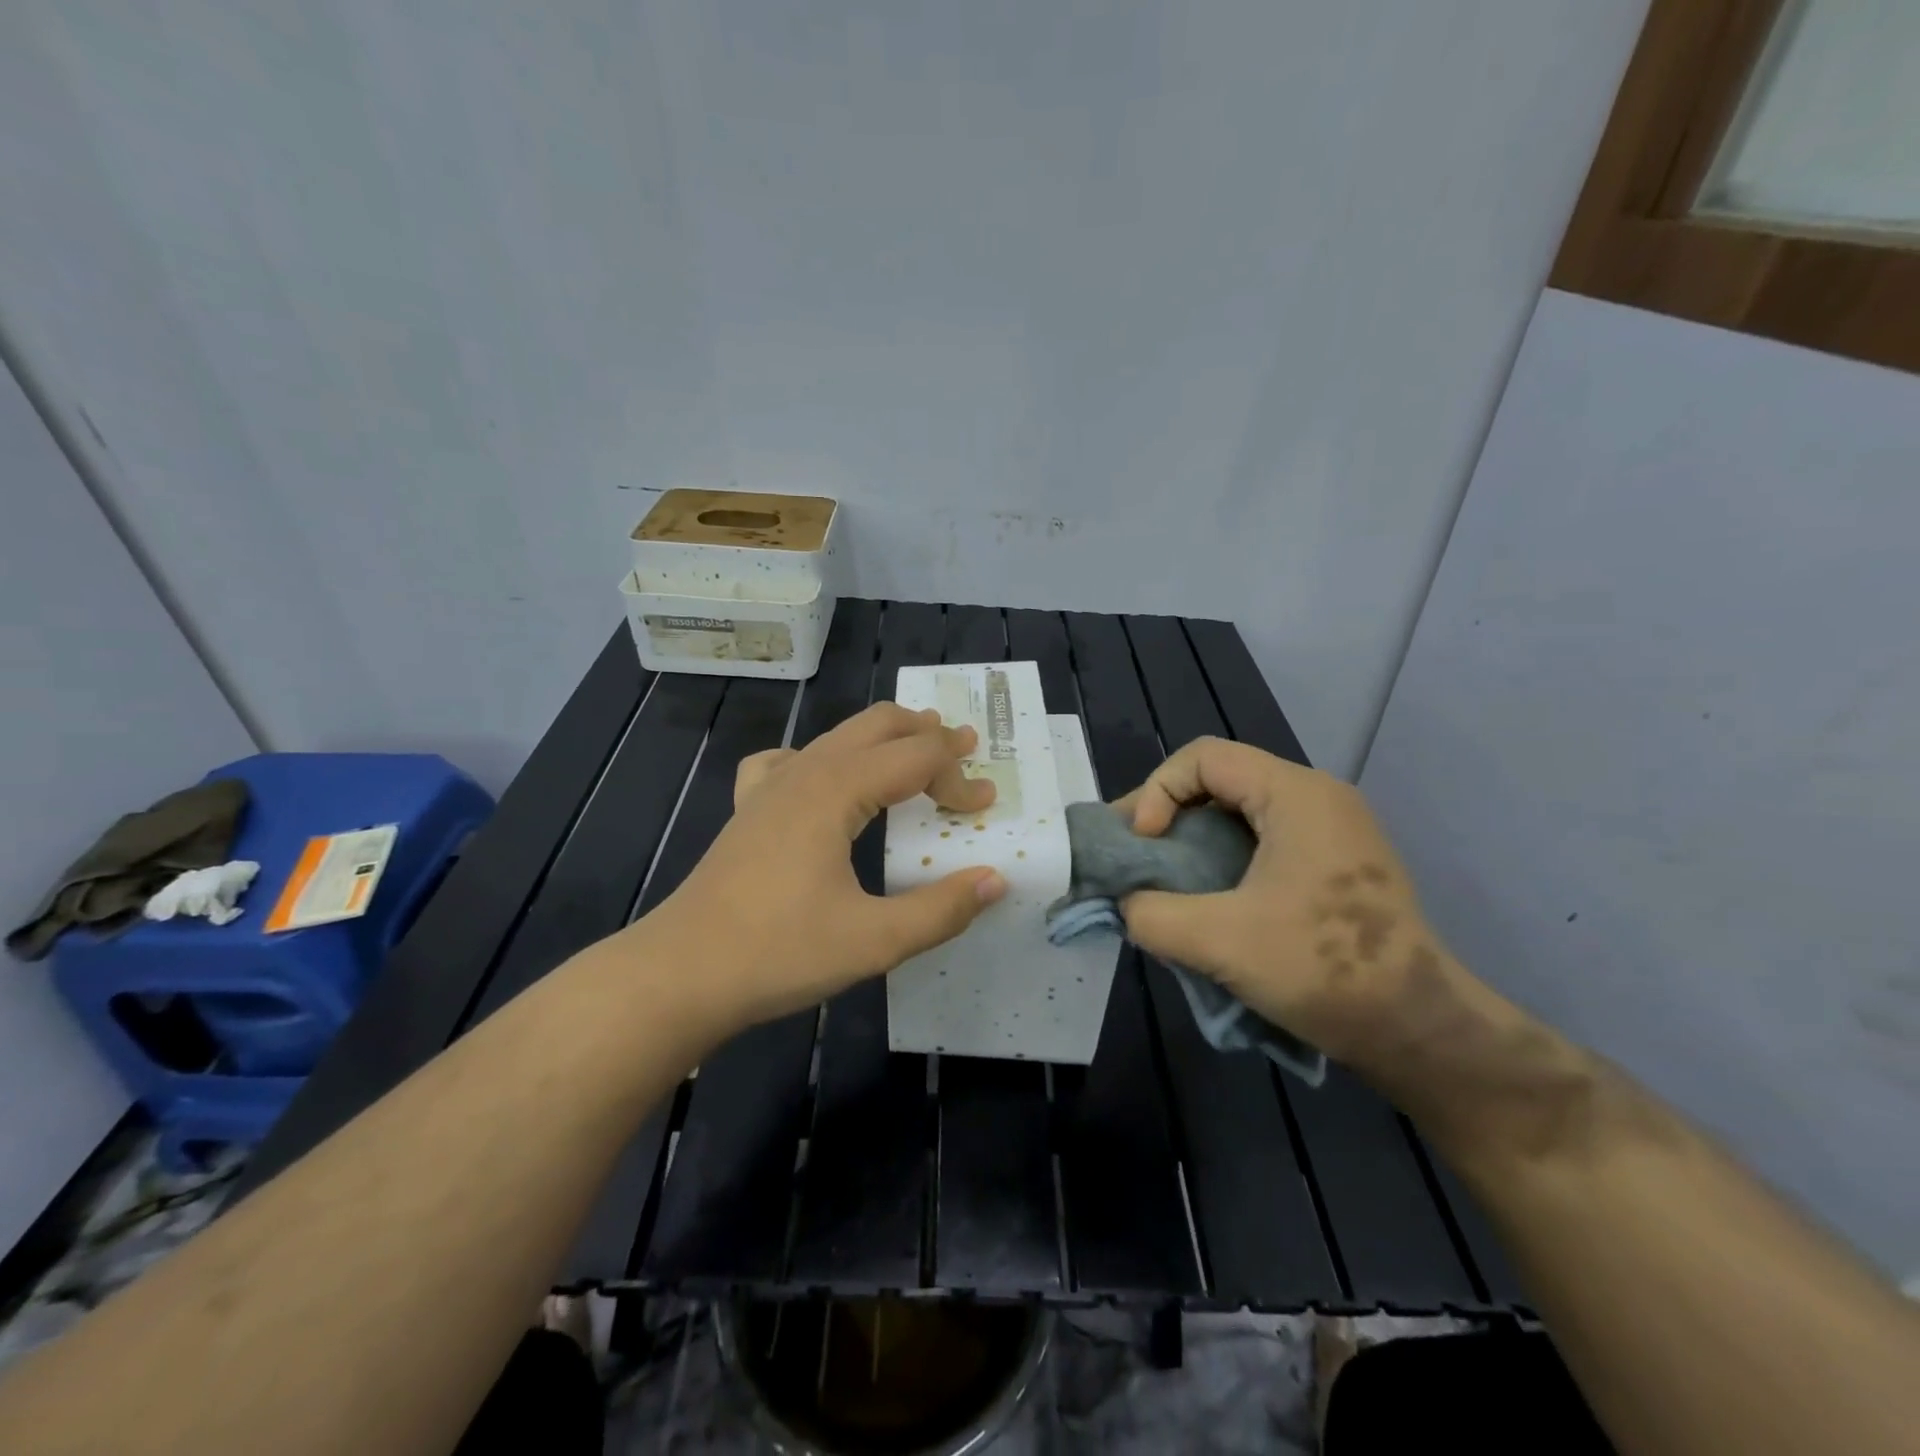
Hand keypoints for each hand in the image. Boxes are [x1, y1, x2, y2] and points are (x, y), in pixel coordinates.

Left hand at [644, 703, 1006, 1029]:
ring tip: (915, 747)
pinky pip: (790, 761)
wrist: (681, 974)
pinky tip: (824, 780)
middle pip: (877, 725)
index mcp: (836, 791)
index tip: (986, 805)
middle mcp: (805, 773)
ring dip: (883, 738)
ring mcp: (770, 787)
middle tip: (964, 748)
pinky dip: (824, 756)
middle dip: (926, 733)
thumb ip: (941, 909)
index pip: (915, 760)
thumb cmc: (779, 953)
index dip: (958, 776)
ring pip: (837, 737)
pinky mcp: (749, 809)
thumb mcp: (874, 940)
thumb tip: (996, 879)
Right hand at [1117, 736, 1456, 1068]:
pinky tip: (1208, 897)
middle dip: (1168, 812)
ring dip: (1194, 837)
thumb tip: (1127, 904)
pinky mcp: (1336, 862)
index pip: (1203, 757)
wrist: (1420, 1030)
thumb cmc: (1323, 970)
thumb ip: (1151, 914)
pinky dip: (1224, 856)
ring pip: (1241, 810)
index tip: (1146, 845)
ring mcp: (1332, 829)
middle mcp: (1317, 797)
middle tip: (1136, 855)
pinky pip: (1264, 838)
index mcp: (1295, 794)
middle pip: (1221, 778)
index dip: (1158, 791)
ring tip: (1164, 877)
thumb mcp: (1219, 942)